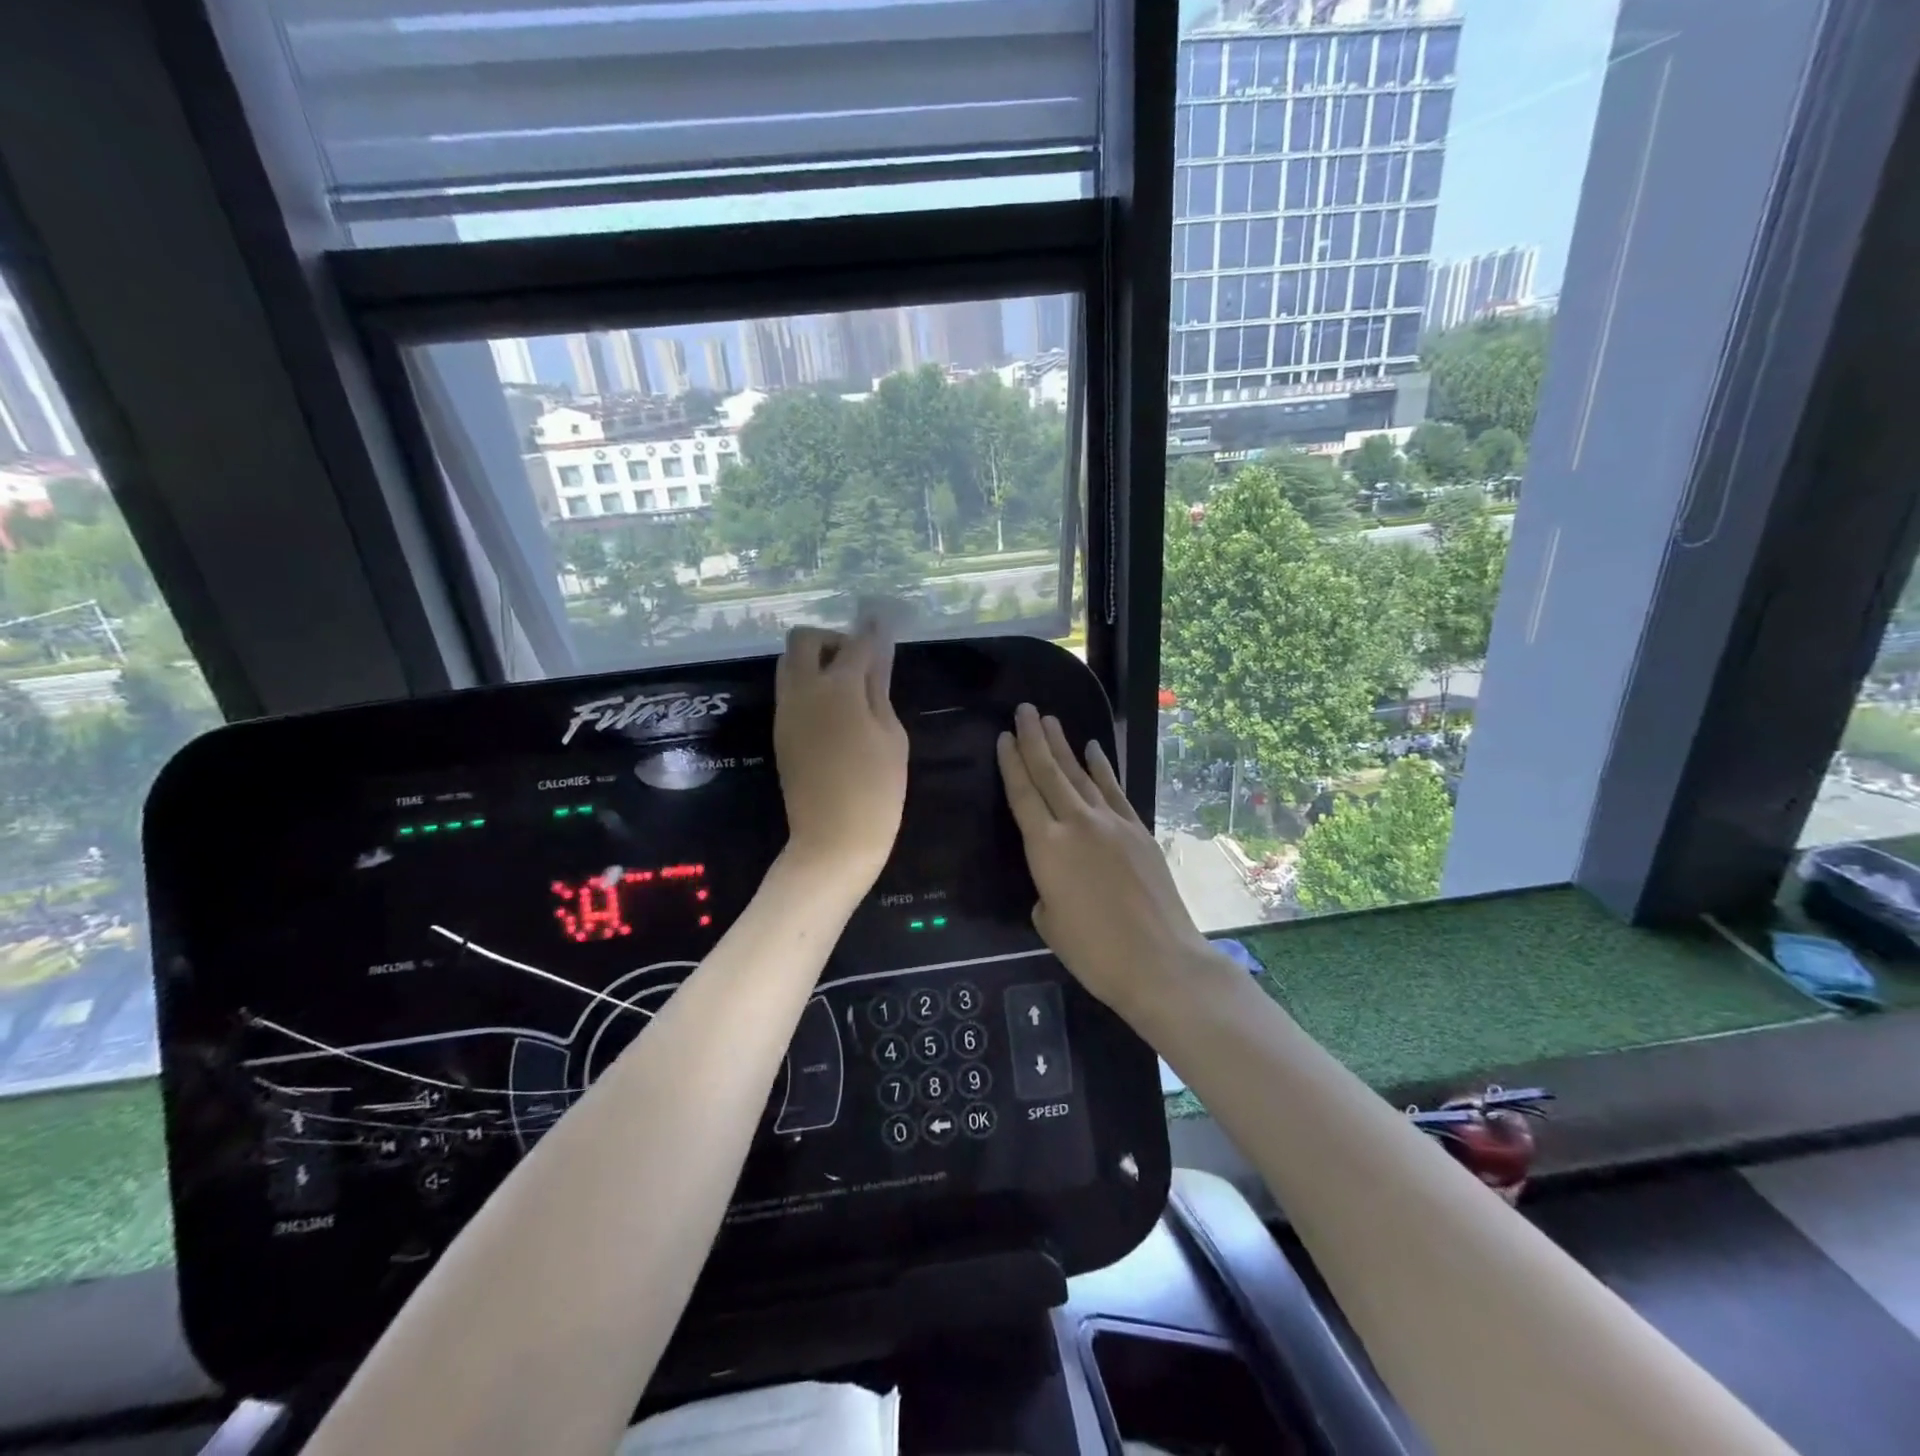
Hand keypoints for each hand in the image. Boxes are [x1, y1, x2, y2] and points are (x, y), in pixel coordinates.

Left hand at [774, 624, 907, 882]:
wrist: (833, 840)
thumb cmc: (876, 789)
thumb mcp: (891, 736)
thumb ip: (879, 689)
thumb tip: (876, 655)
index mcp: (838, 688)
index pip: (855, 643)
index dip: (871, 632)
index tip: (882, 624)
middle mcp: (803, 690)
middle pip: (803, 640)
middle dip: (830, 640)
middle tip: (857, 662)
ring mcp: (785, 711)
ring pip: (789, 663)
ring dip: (815, 661)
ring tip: (846, 688)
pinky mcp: (780, 732)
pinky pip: (789, 691)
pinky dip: (808, 686)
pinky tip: (834, 710)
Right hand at [997, 703, 1214, 1019]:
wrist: (1160, 961)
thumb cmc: (1095, 953)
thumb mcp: (1050, 924)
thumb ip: (1046, 891)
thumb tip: (1057, 881)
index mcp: (1046, 848)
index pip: (1022, 795)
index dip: (1011, 764)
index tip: (1003, 737)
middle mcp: (1076, 825)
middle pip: (1050, 773)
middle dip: (1034, 739)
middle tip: (1024, 710)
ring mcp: (1111, 824)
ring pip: (1080, 776)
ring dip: (1063, 746)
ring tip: (1050, 721)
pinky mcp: (1138, 831)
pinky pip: (1114, 791)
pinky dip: (1102, 769)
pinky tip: (1093, 750)